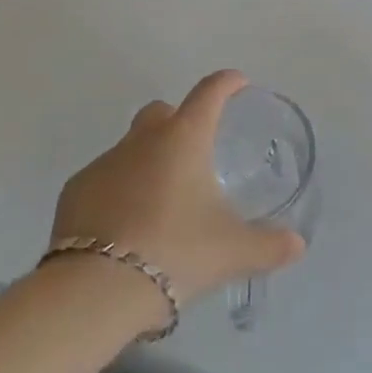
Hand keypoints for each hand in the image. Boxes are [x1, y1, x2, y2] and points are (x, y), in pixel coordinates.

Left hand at [49, 70, 304, 309]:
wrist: (96, 289)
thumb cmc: (175, 252)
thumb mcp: (232, 251)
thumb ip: (269, 245)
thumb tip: (297, 244)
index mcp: (184, 138)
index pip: (210, 92)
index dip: (226, 83)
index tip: (238, 82)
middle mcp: (142, 139)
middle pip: (162, 112)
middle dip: (179, 121)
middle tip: (195, 154)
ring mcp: (104, 163)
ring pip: (130, 148)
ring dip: (147, 162)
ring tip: (161, 204)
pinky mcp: (75, 191)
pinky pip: (103, 180)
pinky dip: (117, 192)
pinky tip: (125, 226)